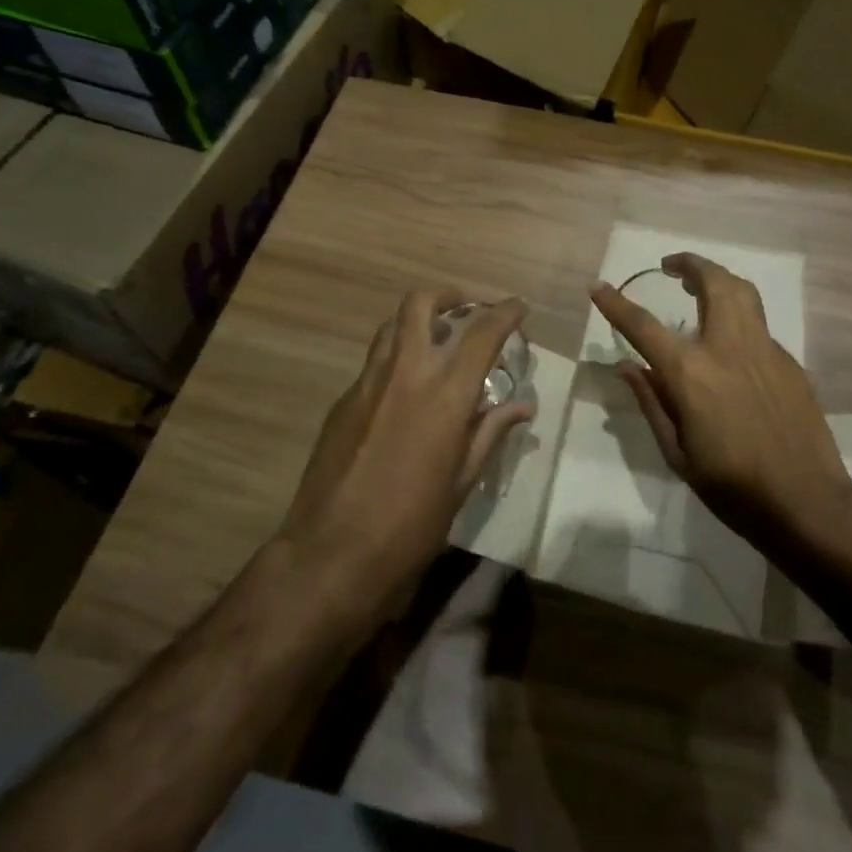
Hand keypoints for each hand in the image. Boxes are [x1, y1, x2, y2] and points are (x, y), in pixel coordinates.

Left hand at [276, 289, 530, 597]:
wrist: (331, 556)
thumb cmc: (411, 526)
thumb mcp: (462, 483)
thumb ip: (490, 433)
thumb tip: (521, 407)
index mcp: (444, 395)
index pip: (482, 334)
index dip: (504, 313)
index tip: (518, 307)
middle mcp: (405, 375)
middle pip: (420, 304)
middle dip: (447, 296)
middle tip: (464, 311)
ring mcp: (366, 385)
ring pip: (391, 328)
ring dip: (417, 323)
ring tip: (435, 345)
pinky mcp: (341, 402)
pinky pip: (373, 365)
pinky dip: (395, 362)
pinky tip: (403, 395)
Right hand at [590, 254, 851, 549]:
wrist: (806, 502)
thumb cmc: (732, 486)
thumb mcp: (677, 453)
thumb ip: (652, 401)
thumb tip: (627, 366)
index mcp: (692, 373)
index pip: (644, 326)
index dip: (617, 304)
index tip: (598, 286)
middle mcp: (728, 347)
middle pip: (712, 283)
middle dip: (689, 264)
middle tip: (671, 266)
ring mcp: (765, 350)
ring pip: (744, 293)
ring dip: (719, 278)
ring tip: (701, 285)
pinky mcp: (790, 362)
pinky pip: (759, 326)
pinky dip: (739, 318)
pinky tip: (731, 343)